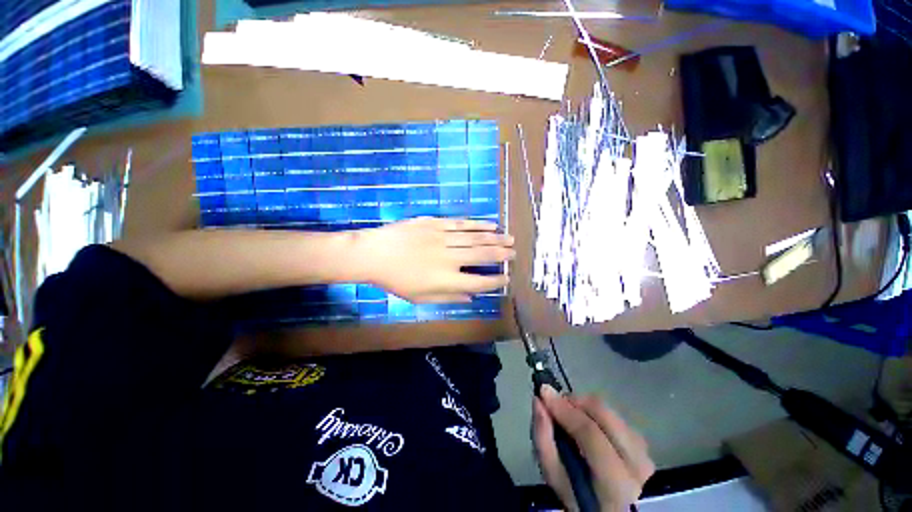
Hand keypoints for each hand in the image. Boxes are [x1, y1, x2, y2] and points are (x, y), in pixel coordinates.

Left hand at [356, 217, 514, 302]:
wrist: (373, 254)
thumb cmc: (395, 280)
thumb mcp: (420, 298)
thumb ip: (448, 297)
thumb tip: (471, 297)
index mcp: (445, 280)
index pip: (478, 282)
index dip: (495, 281)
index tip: (506, 278)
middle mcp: (449, 258)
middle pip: (482, 256)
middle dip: (502, 255)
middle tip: (515, 253)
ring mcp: (442, 238)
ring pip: (475, 238)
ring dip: (495, 239)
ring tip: (510, 239)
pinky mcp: (435, 223)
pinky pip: (461, 224)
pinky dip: (478, 225)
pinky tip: (491, 225)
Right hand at [533, 386, 654, 511]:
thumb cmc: (581, 500)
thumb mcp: (556, 481)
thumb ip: (544, 441)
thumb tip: (538, 401)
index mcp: (615, 483)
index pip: (590, 434)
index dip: (564, 409)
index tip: (543, 391)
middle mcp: (637, 464)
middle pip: (603, 413)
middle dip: (574, 401)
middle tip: (556, 404)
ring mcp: (645, 452)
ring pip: (609, 411)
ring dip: (584, 407)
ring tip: (569, 416)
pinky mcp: (645, 445)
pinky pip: (616, 417)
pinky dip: (596, 414)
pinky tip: (587, 426)